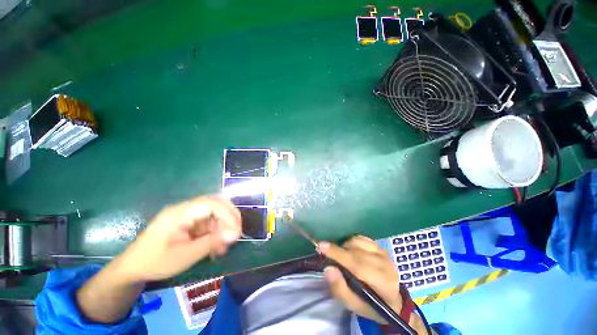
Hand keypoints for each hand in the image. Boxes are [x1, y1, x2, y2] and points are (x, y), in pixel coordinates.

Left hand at [111, 196, 241, 282]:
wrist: (133, 268)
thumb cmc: (155, 262)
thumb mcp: (183, 256)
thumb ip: (211, 243)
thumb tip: (235, 234)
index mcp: (180, 213)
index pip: (211, 204)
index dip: (228, 215)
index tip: (236, 232)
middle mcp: (186, 209)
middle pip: (217, 204)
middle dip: (230, 218)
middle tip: (235, 235)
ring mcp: (189, 215)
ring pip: (216, 213)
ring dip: (224, 228)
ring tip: (223, 247)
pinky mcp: (191, 222)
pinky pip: (211, 222)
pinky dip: (218, 233)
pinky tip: (216, 247)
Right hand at [318, 236, 401, 323]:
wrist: (391, 299)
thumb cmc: (370, 304)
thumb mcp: (353, 305)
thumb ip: (340, 289)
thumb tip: (328, 268)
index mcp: (384, 285)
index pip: (359, 266)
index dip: (339, 255)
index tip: (321, 246)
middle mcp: (386, 266)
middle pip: (356, 252)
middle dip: (338, 251)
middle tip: (325, 251)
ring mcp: (384, 254)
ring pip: (357, 242)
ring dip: (344, 246)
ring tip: (340, 255)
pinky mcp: (381, 247)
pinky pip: (361, 238)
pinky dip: (351, 241)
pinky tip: (348, 250)